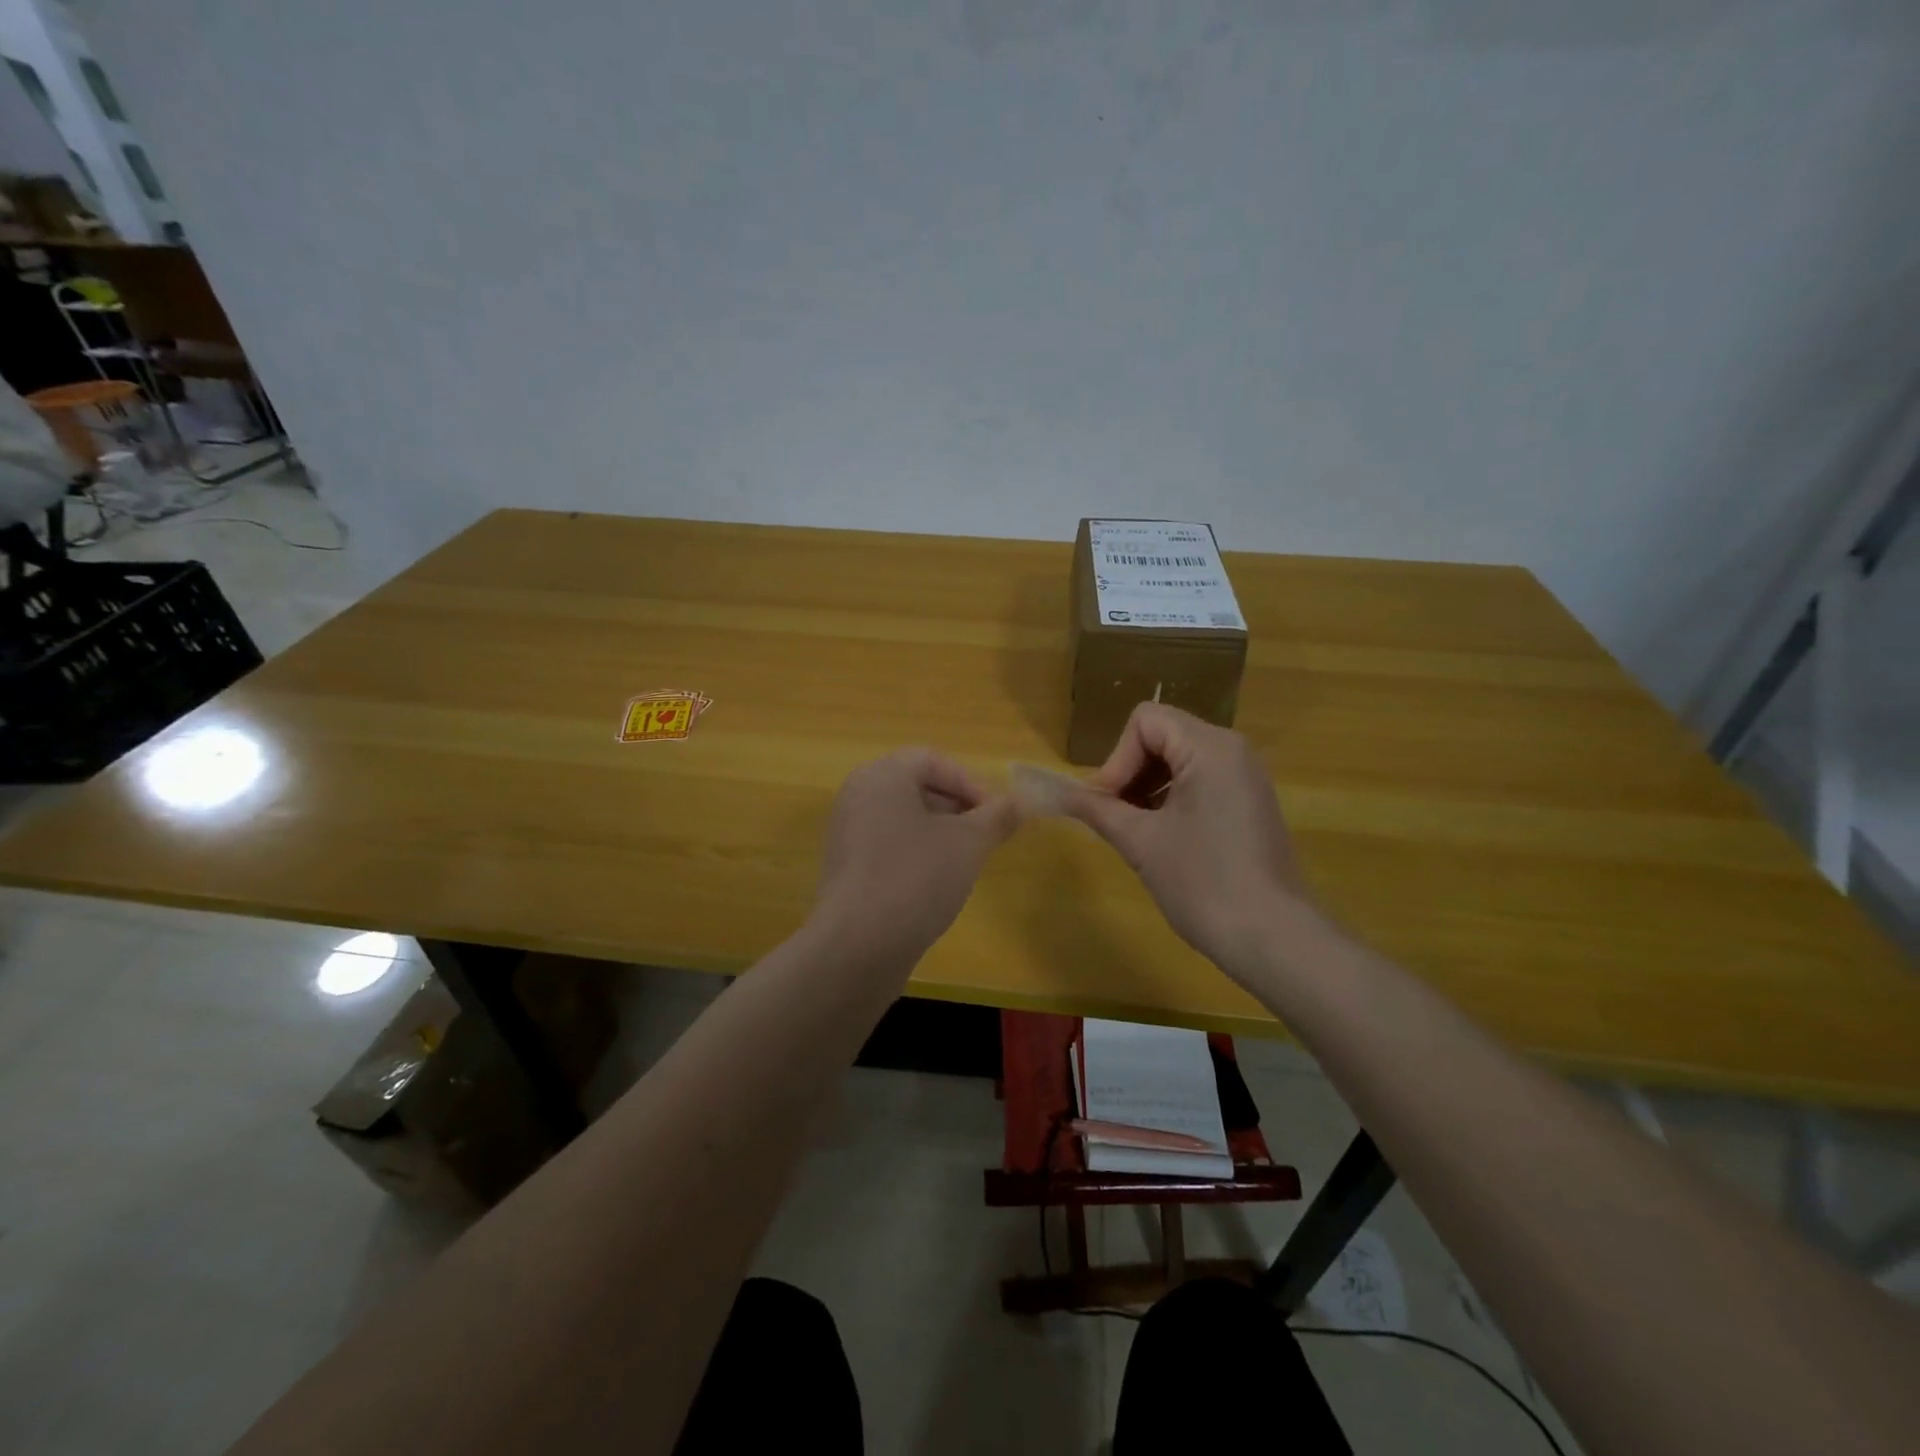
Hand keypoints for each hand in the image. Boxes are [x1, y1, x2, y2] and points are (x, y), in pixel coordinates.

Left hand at [811, 748, 1020, 967]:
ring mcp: (846, 834)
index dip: (970, 783)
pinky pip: (887, 846)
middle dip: (957, 808)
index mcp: (881, 776)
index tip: (996, 815)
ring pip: (903, 819)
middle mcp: (857, 796)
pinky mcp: (845, 869)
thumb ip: (997, 817)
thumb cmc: (916, 877)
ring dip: (939, 833)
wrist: (857, 946)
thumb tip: (1022, 802)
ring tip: (965, 862)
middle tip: (985, 836)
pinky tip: (935, 885)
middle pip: (915, 787)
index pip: (932, 760)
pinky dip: (915, 855)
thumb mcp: (968, 843)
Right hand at [1064, 703, 1319, 978]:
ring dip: (1148, 787)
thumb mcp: (1141, 843)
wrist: (1276, 939)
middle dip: (1130, 772)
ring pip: (1180, 759)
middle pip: (1162, 735)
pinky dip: (1172, 799)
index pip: (1145, 721)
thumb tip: (1058, 793)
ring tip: (1136, 831)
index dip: (1117, 758)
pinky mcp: (1250, 803)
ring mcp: (1246, 777)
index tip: (1108, 804)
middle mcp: (1233, 750)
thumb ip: (1098, 809)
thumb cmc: (1204, 883)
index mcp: (1210, 748)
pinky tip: (1163, 839)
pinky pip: (1200, 781)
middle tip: (1115, 818)